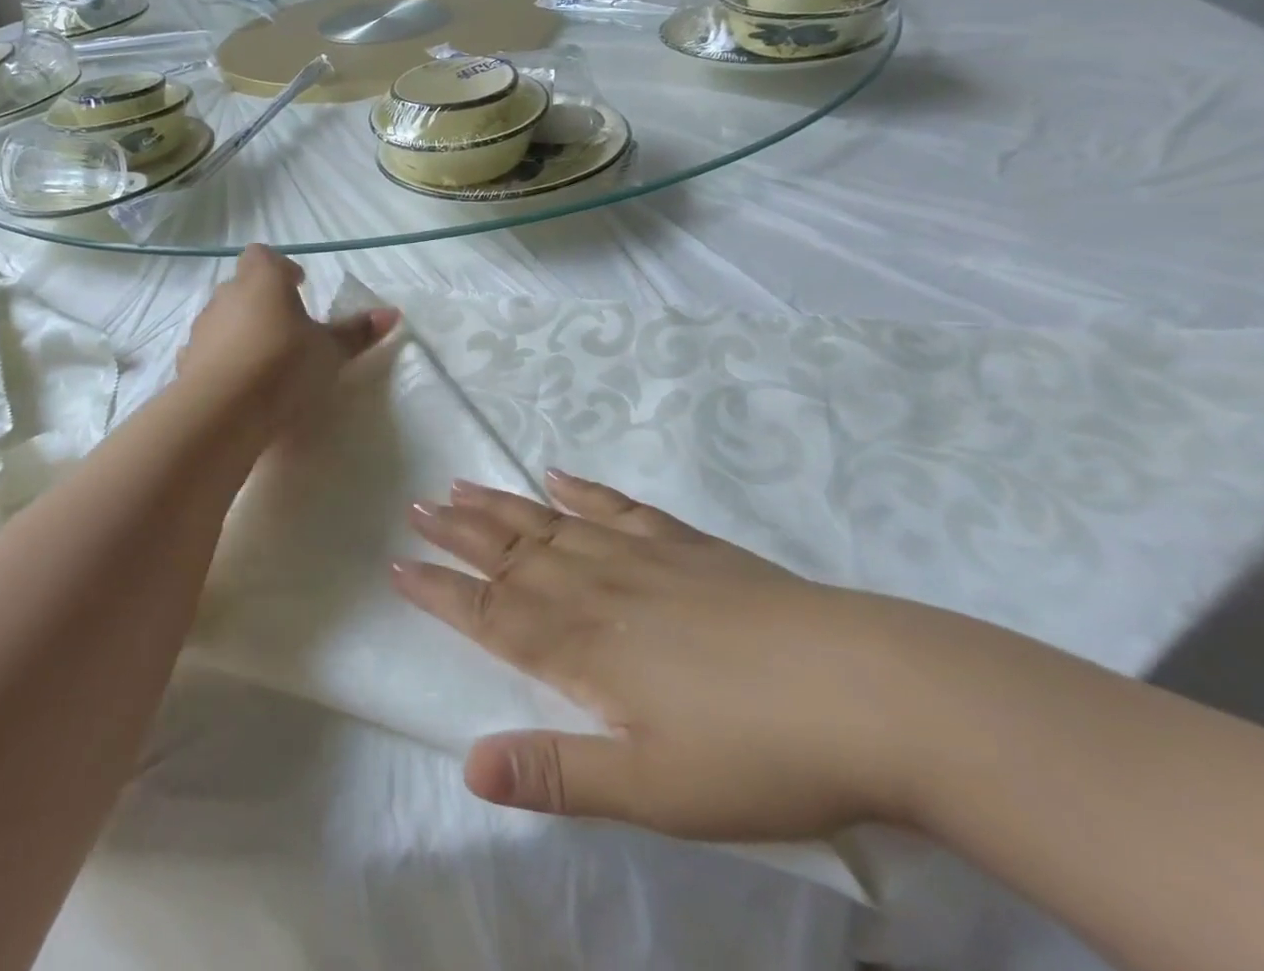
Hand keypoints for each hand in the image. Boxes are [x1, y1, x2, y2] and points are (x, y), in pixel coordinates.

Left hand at [178, 244, 397, 437]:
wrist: (223, 412)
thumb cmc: (284, 366)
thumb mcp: (330, 351)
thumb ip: (357, 332)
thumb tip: (391, 313)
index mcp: (263, 279)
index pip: (264, 255)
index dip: (281, 268)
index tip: (299, 286)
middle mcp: (226, 295)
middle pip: (243, 285)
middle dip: (263, 300)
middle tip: (288, 326)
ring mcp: (202, 328)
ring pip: (223, 318)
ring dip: (241, 330)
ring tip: (265, 359)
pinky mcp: (186, 361)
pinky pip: (208, 351)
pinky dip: (222, 360)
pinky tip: (239, 384)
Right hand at [392, 472, 931, 842]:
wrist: (865, 689)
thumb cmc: (754, 752)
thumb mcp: (652, 789)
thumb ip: (557, 773)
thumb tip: (467, 765)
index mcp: (581, 647)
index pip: (490, 611)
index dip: (441, 590)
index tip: (398, 565)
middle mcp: (597, 589)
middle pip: (511, 554)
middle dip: (458, 533)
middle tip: (416, 505)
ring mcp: (643, 558)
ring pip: (552, 524)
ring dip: (502, 505)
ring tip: (461, 484)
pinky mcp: (687, 547)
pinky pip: (619, 508)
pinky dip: (583, 489)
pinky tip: (559, 474)